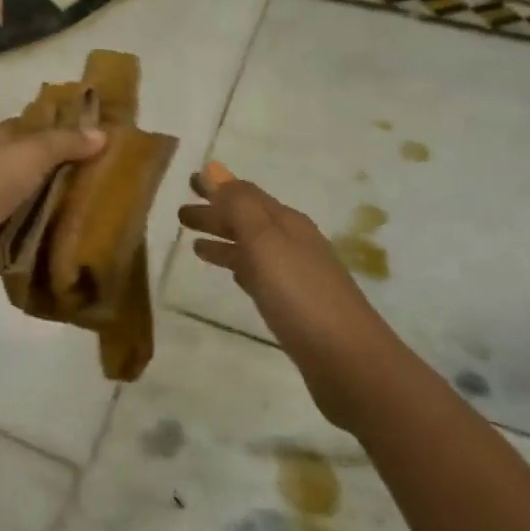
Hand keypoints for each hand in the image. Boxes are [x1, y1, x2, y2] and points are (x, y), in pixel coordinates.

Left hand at [0, 119, 105, 291]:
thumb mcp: (30, 151)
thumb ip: (66, 143)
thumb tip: (102, 134)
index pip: (29, 129)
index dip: (60, 130)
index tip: (97, 136)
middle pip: (35, 168)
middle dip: (67, 171)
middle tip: (112, 175)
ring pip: (36, 202)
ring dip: (62, 206)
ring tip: (107, 207)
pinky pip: (32, 235)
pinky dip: (52, 236)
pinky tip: (84, 237)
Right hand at [179, 164, 399, 427]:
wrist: (348, 360)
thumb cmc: (300, 294)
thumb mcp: (265, 242)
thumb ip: (239, 206)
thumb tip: (214, 170)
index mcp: (287, 223)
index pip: (247, 195)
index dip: (218, 187)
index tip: (190, 182)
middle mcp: (293, 242)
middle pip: (248, 220)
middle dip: (216, 213)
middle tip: (181, 214)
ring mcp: (296, 275)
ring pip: (252, 247)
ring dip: (224, 240)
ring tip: (194, 245)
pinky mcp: (294, 305)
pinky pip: (259, 274)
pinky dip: (240, 267)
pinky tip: (232, 275)